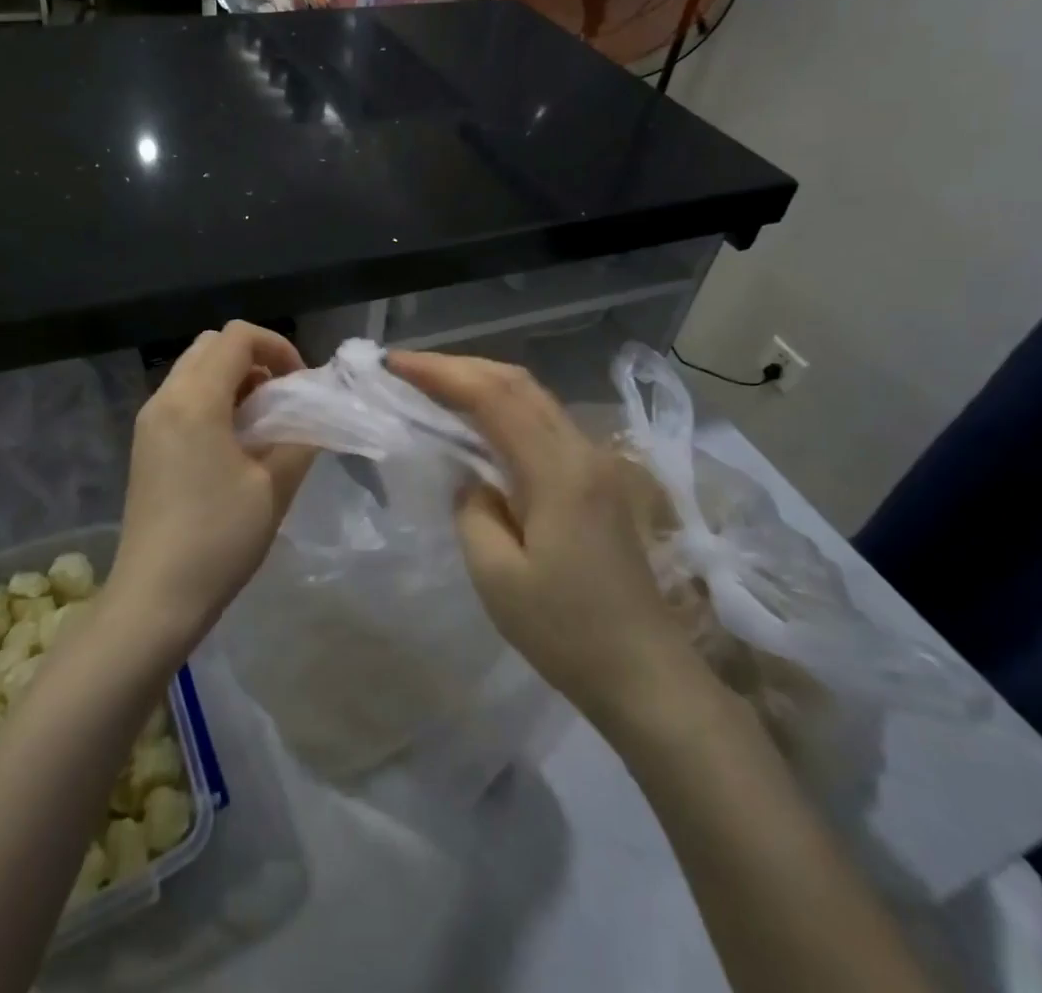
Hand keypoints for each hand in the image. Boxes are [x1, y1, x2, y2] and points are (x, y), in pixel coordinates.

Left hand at [110, 322, 316, 652]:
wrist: (154, 598)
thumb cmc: (218, 540)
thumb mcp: (274, 487)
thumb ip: (301, 438)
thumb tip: (315, 414)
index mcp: (194, 400)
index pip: (237, 337)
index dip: (278, 346)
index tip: (300, 384)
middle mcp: (165, 398)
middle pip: (212, 345)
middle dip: (255, 358)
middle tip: (283, 398)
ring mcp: (149, 421)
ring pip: (194, 369)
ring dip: (233, 379)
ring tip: (263, 422)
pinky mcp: (145, 443)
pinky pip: (182, 397)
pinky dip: (212, 399)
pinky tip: (234, 442)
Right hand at [387, 351, 716, 738]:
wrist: (646, 676)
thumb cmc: (567, 633)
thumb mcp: (497, 577)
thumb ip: (472, 510)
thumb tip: (472, 478)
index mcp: (558, 470)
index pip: (493, 397)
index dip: (441, 372)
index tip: (394, 364)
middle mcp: (582, 451)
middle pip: (517, 383)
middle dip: (459, 366)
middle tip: (407, 368)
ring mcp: (595, 463)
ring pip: (533, 398)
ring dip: (482, 382)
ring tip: (434, 385)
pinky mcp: (597, 480)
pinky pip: (543, 422)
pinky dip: (503, 407)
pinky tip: (478, 422)